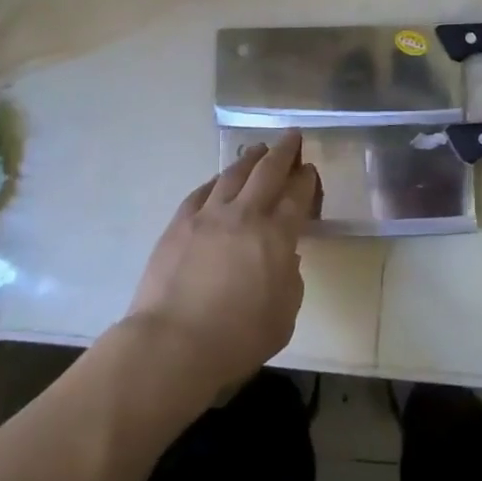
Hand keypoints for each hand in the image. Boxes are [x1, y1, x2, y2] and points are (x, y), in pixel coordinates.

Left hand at [126, 132, 318, 396]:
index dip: (306, 179)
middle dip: (284, 151)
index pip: (297, 195)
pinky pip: (202, 191)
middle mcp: (245, 215)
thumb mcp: (284, 317)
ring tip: (258, 149)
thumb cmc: (237, 339)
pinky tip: (219, 180)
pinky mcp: (180, 223)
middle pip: (268, 171)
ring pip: (233, 174)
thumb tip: (284, 257)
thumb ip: (290, 279)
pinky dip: (216, 181)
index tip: (309, 169)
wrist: (172, 344)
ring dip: (250, 158)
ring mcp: (209, 215)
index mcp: (277, 236)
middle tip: (292, 137)